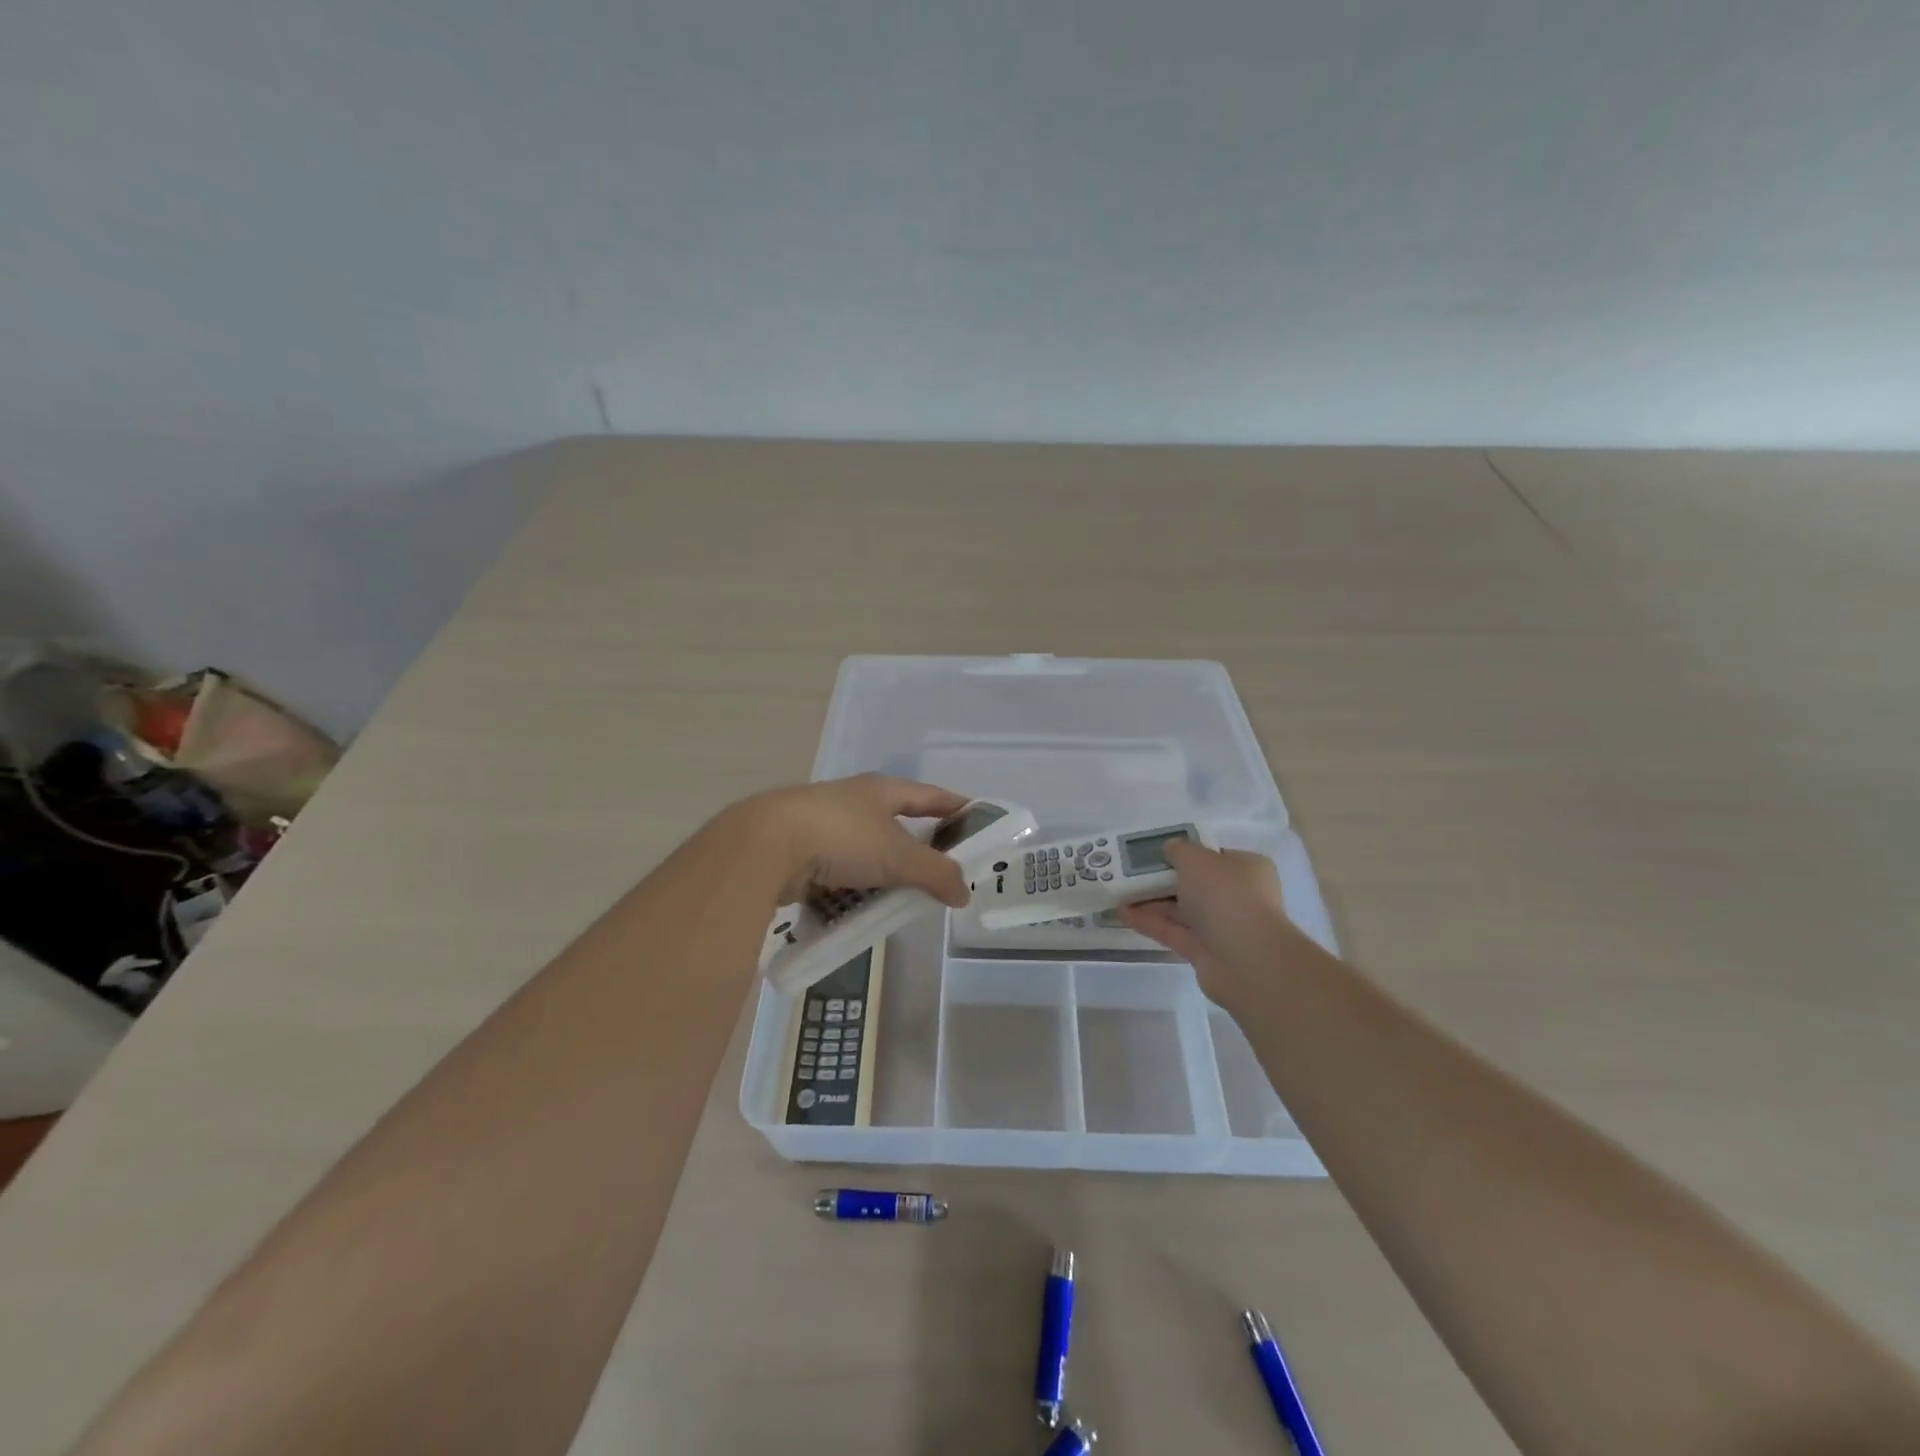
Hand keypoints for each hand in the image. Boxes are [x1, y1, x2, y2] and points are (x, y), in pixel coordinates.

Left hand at [736, 774, 973, 908]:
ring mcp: (823, 826)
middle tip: (938, 876)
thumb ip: (936, 873)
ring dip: (881, 876)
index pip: (930, 795)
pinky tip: (856, 911)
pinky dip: (849, 892)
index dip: (955, 807)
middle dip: (916, 851)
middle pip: (896, 826)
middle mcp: (854, 802)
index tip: (977, 821)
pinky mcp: (800, 852)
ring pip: (864, 854)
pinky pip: (836, 875)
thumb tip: (964, 893)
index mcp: (881, 790)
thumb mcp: (898, 856)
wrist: (766, 846)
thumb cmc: (842, 837)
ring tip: (897, 903)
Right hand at [1118, 839, 1302, 1002]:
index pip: (1213, 856)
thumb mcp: (1197, 859)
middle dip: (1162, 879)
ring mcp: (1222, 927)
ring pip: (1181, 909)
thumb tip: (1170, 849)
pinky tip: (1123, 913)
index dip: (1185, 852)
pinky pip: (1174, 932)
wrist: (1246, 960)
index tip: (1156, 852)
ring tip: (1118, 892)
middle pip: (1194, 884)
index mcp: (1246, 869)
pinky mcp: (1206, 952)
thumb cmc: (1226, 896)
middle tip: (1130, 872)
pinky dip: (1150, 922)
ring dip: (1151, 901)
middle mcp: (1238, 897)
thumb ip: (1179, 850)